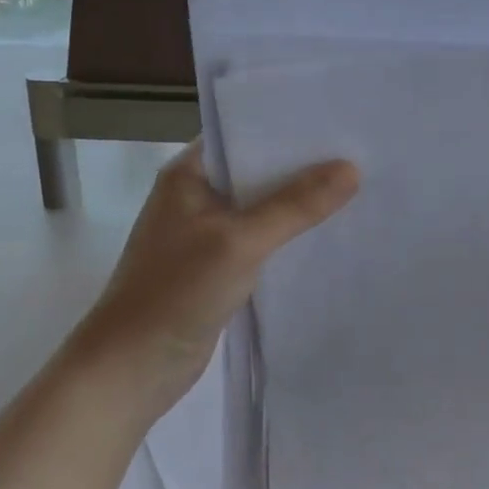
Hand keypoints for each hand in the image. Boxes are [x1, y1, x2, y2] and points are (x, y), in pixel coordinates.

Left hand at [80, 141, 359, 422]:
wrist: (130, 369)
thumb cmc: (176, 291)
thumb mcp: (240, 241)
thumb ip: (295, 205)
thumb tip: (351, 169)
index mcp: (189, 173)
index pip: (244, 132)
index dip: (289, 126)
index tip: (337, 120)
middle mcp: (196, 195)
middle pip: (258, 169)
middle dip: (303, 165)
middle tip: (359, 153)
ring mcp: (205, 232)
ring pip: (262, 206)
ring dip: (299, 202)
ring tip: (356, 188)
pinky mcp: (217, 265)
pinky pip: (261, 239)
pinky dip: (289, 235)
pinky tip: (327, 234)